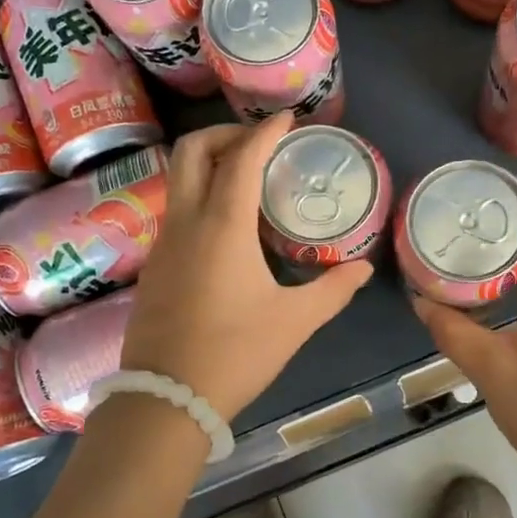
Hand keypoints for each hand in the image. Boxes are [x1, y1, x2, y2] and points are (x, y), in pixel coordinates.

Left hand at [121, 114, 372, 422]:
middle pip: (192, 151)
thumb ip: (332, 289)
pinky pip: (175, 211)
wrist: (166, 398)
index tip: (288, 118)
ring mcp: (163, 243)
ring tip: (247, 182)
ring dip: (209, 165)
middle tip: (259, 144)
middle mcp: (185, 222)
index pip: (242, 158)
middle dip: (224, 134)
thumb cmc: (236, 353)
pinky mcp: (154, 266)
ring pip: (178, 180)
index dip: (266, 131)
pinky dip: (200, 197)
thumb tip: (361, 267)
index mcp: (222, 226)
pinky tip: (226, 228)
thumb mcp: (295, 321)